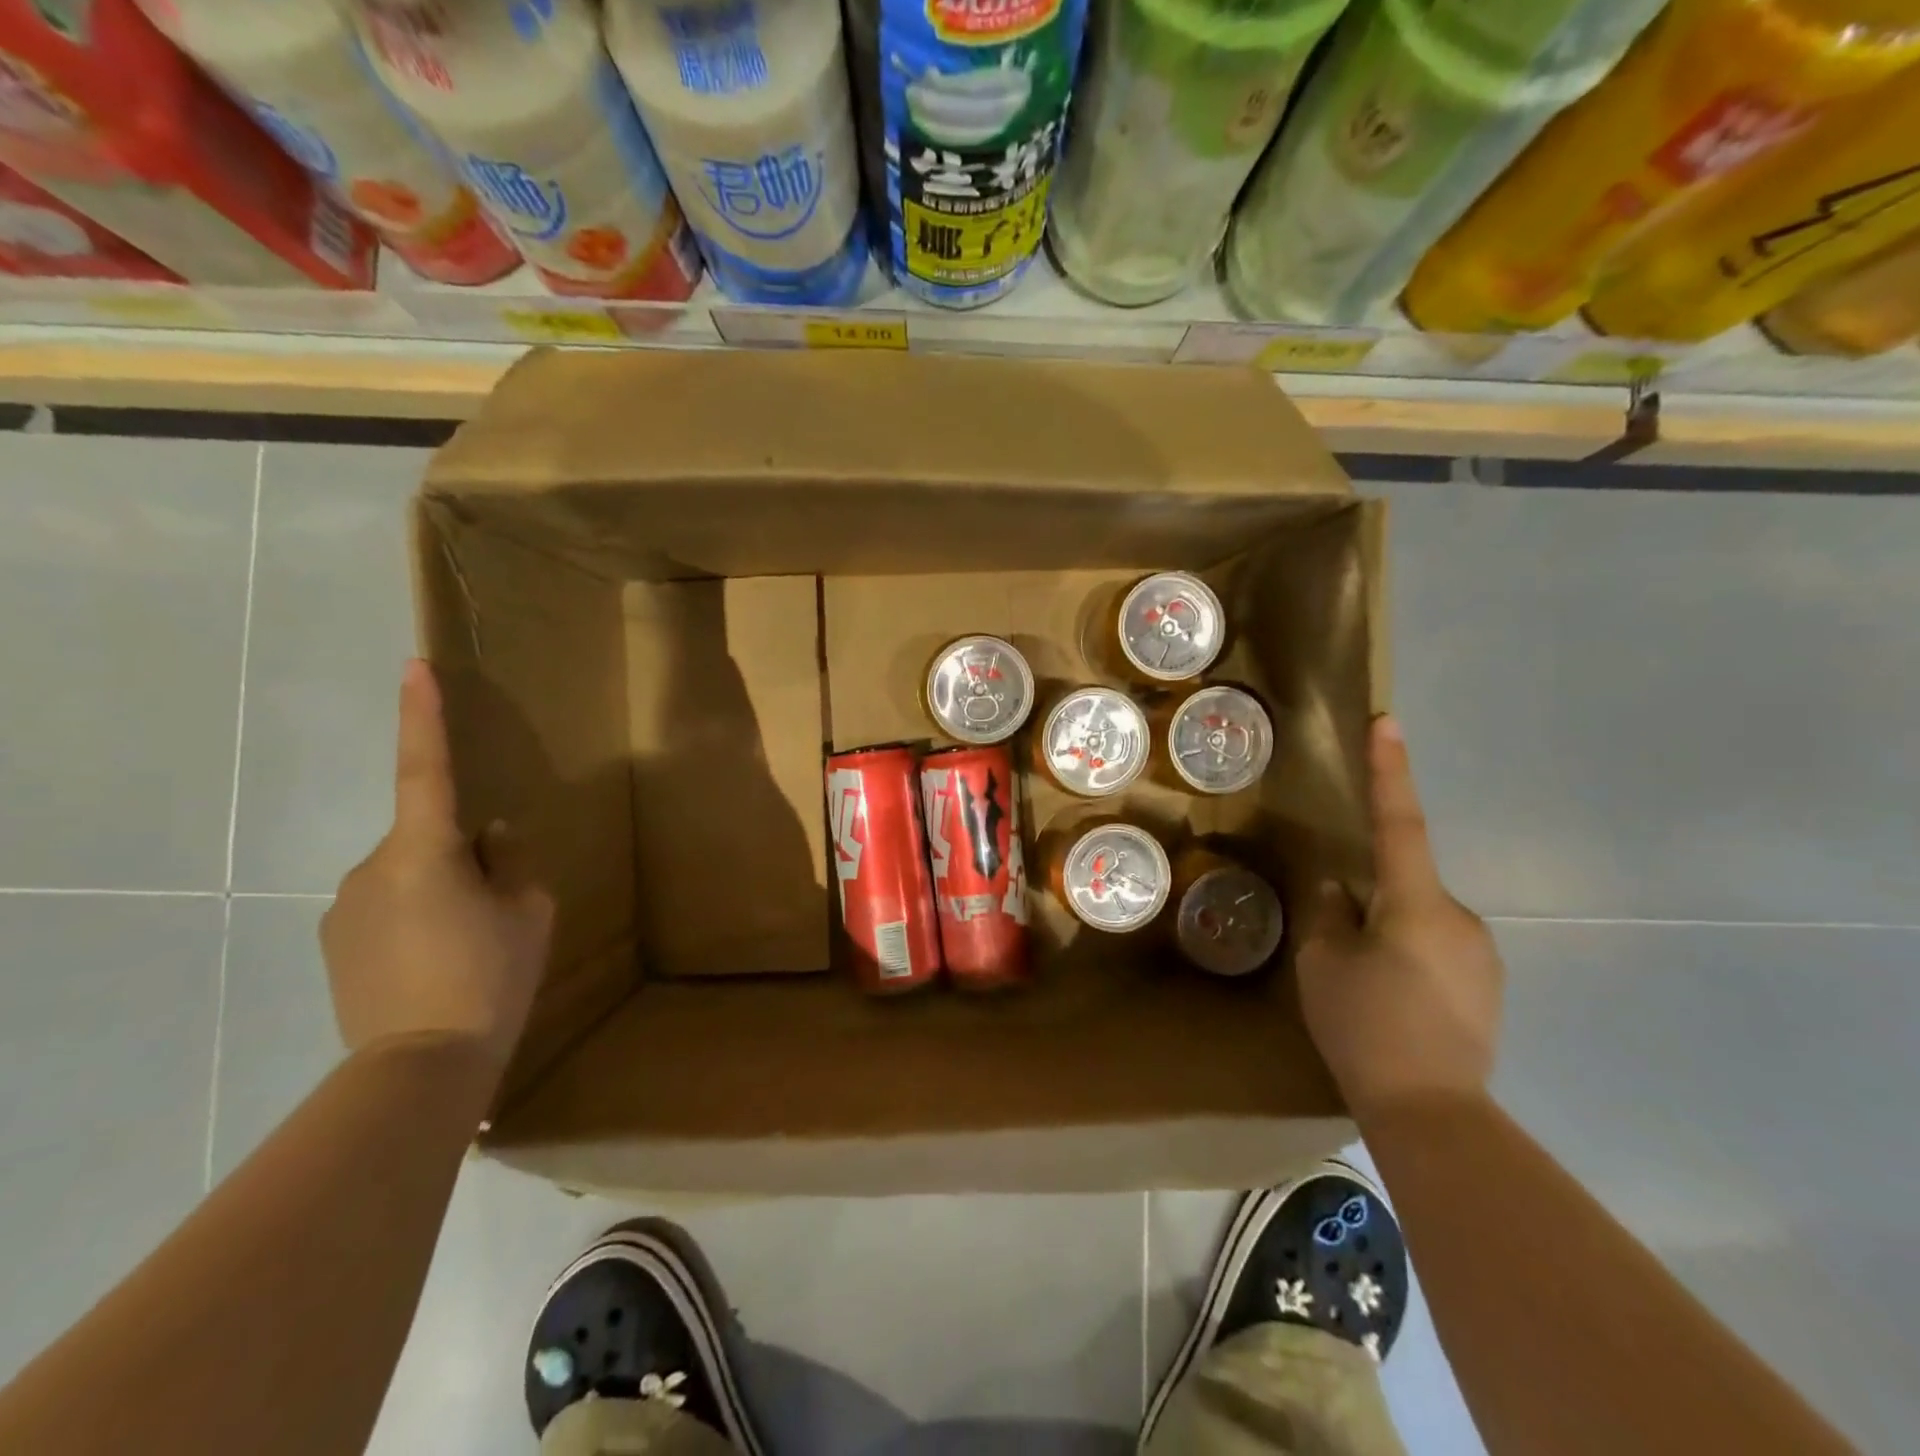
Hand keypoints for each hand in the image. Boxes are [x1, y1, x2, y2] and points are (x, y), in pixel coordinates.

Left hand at [320, 660, 553, 1069]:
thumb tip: (490, 836)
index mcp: (426, 850)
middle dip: (461, 856)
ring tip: (468, 945)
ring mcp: (345, 907)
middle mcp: (372, 867)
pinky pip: (386, 907)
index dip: (422, 716)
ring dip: (440, 890)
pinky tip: (436, 962)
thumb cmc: (490, 975)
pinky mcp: (335, 942)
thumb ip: (511, 862)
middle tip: (498, 908)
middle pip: (427, 837)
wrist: (422, 1064)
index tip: (413, 667)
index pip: (426, 769)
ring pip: (408, 874)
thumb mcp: (529, 911)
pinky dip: (417, 919)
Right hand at [1296, 716, 1503, 1116]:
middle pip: (1404, 883)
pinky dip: (1409, 959)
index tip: (1388, 722)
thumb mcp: (1323, 963)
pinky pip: (1438, 949)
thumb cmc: (1365, 1025)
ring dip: (1389, 935)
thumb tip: (1340, 887)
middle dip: (1371, 900)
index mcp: (1415, 902)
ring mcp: (1480, 952)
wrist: (1432, 1110)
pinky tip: (1394, 1004)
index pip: (1399, 822)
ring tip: (1366, 988)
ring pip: (1419, 919)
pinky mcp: (1488, 984)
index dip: (1390, 770)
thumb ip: (1329, 912)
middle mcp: (1459, 916)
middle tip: (1340, 949)